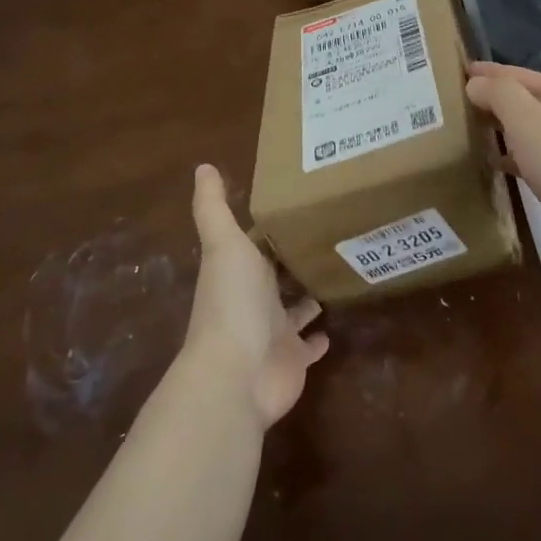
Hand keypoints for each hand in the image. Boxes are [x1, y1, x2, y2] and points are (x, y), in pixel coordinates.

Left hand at [182, 164, 328, 426]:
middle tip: (332, 234)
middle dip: (295, 258)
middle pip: (277, 275)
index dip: (276, 226)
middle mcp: (254, 300)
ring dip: (308, 295)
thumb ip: (214, 208)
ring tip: (338, 271)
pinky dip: (319, 337)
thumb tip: (202, 167)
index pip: (259, 243)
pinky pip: (309, 346)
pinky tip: (335, 324)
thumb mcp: (225, 245)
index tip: (303, 203)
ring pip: (294, 309)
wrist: (238, 374)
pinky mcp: (294, 359)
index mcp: (239, 271)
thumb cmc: (233, 302)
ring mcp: (274, 332)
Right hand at [464, 61, 540, 278]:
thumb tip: (475, 83)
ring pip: (526, 135)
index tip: (457, 70)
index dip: (489, 72)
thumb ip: (499, 95)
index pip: (519, 75)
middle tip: (451, 103)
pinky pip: (529, 164)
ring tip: (462, 131)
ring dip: (499, 131)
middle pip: (524, 103)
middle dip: (492, 101)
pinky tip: (489, 165)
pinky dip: (509, 160)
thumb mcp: (528, 118)